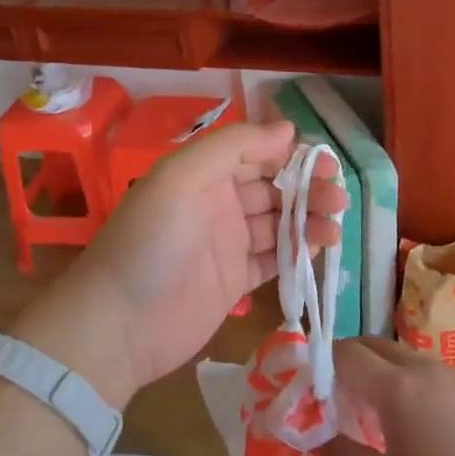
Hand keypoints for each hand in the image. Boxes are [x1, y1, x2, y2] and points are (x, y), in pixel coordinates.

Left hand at [13, 120, 343, 406]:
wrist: (117, 326)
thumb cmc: (150, 243)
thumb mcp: (181, 179)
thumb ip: (233, 147)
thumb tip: (287, 129)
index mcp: (202, 173)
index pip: (255, 152)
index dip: (289, 153)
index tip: (323, 161)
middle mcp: (216, 203)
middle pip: (272, 187)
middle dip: (307, 187)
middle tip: (337, 196)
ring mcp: (226, 243)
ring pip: (278, 222)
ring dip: (309, 219)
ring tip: (335, 225)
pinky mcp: (235, 281)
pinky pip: (273, 259)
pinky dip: (297, 252)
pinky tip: (319, 247)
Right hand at [320, 340, 454, 455]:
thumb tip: (320, 441)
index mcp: (394, 386)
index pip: (346, 353)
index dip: (323, 364)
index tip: (312, 389)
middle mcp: (421, 367)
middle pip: (374, 346)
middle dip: (350, 361)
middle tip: (339, 397)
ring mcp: (452, 374)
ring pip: (404, 358)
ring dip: (382, 373)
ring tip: (379, 415)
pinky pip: (430, 373)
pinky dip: (411, 385)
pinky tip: (423, 425)